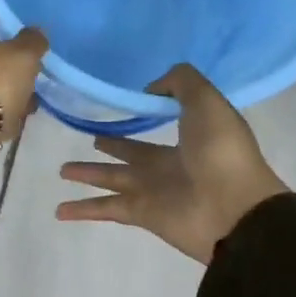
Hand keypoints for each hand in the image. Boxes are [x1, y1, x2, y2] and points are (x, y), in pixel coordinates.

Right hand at [56, 64, 287, 264]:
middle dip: (112, 145)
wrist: (236, 209)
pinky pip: (105, 209)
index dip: (142, 113)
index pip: (159, 123)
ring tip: (62, 170)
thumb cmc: (222, 151)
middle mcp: (168, 164)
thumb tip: (148, 89)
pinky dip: (83, 210)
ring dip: (88, 175)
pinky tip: (59, 210)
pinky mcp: (141, 213)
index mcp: (188, 137)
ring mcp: (154, 191)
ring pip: (111, 179)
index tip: (121, 103)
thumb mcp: (206, 100)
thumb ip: (179, 83)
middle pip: (131, 153)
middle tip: (90, 138)